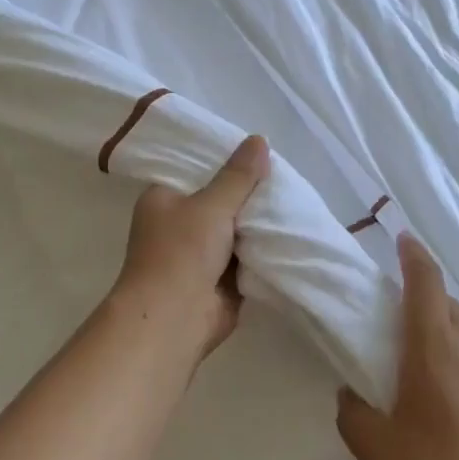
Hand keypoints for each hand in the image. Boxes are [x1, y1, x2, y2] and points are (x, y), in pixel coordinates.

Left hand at [112, 135, 270, 361]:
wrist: (174, 320)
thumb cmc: (181, 252)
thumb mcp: (212, 205)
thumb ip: (239, 175)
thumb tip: (259, 139)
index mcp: (164, 198)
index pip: (197, 169)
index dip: (227, 161)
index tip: (259, 152)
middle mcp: (178, 223)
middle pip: (220, 199)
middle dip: (249, 194)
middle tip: (284, 178)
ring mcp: (199, 253)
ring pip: (236, 229)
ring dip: (258, 223)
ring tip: (294, 200)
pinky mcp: (218, 279)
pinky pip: (245, 256)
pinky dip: (262, 250)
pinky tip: (291, 233)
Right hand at [337, 235, 458, 459]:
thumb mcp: (376, 451)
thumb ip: (354, 413)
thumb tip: (352, 395)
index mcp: (435, 348)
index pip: (425, 282)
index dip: (413, 256)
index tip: (403, 240)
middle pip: (451, 307)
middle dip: (427, 300)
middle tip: (401, 321)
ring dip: (451, 339)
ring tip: (430, 373)